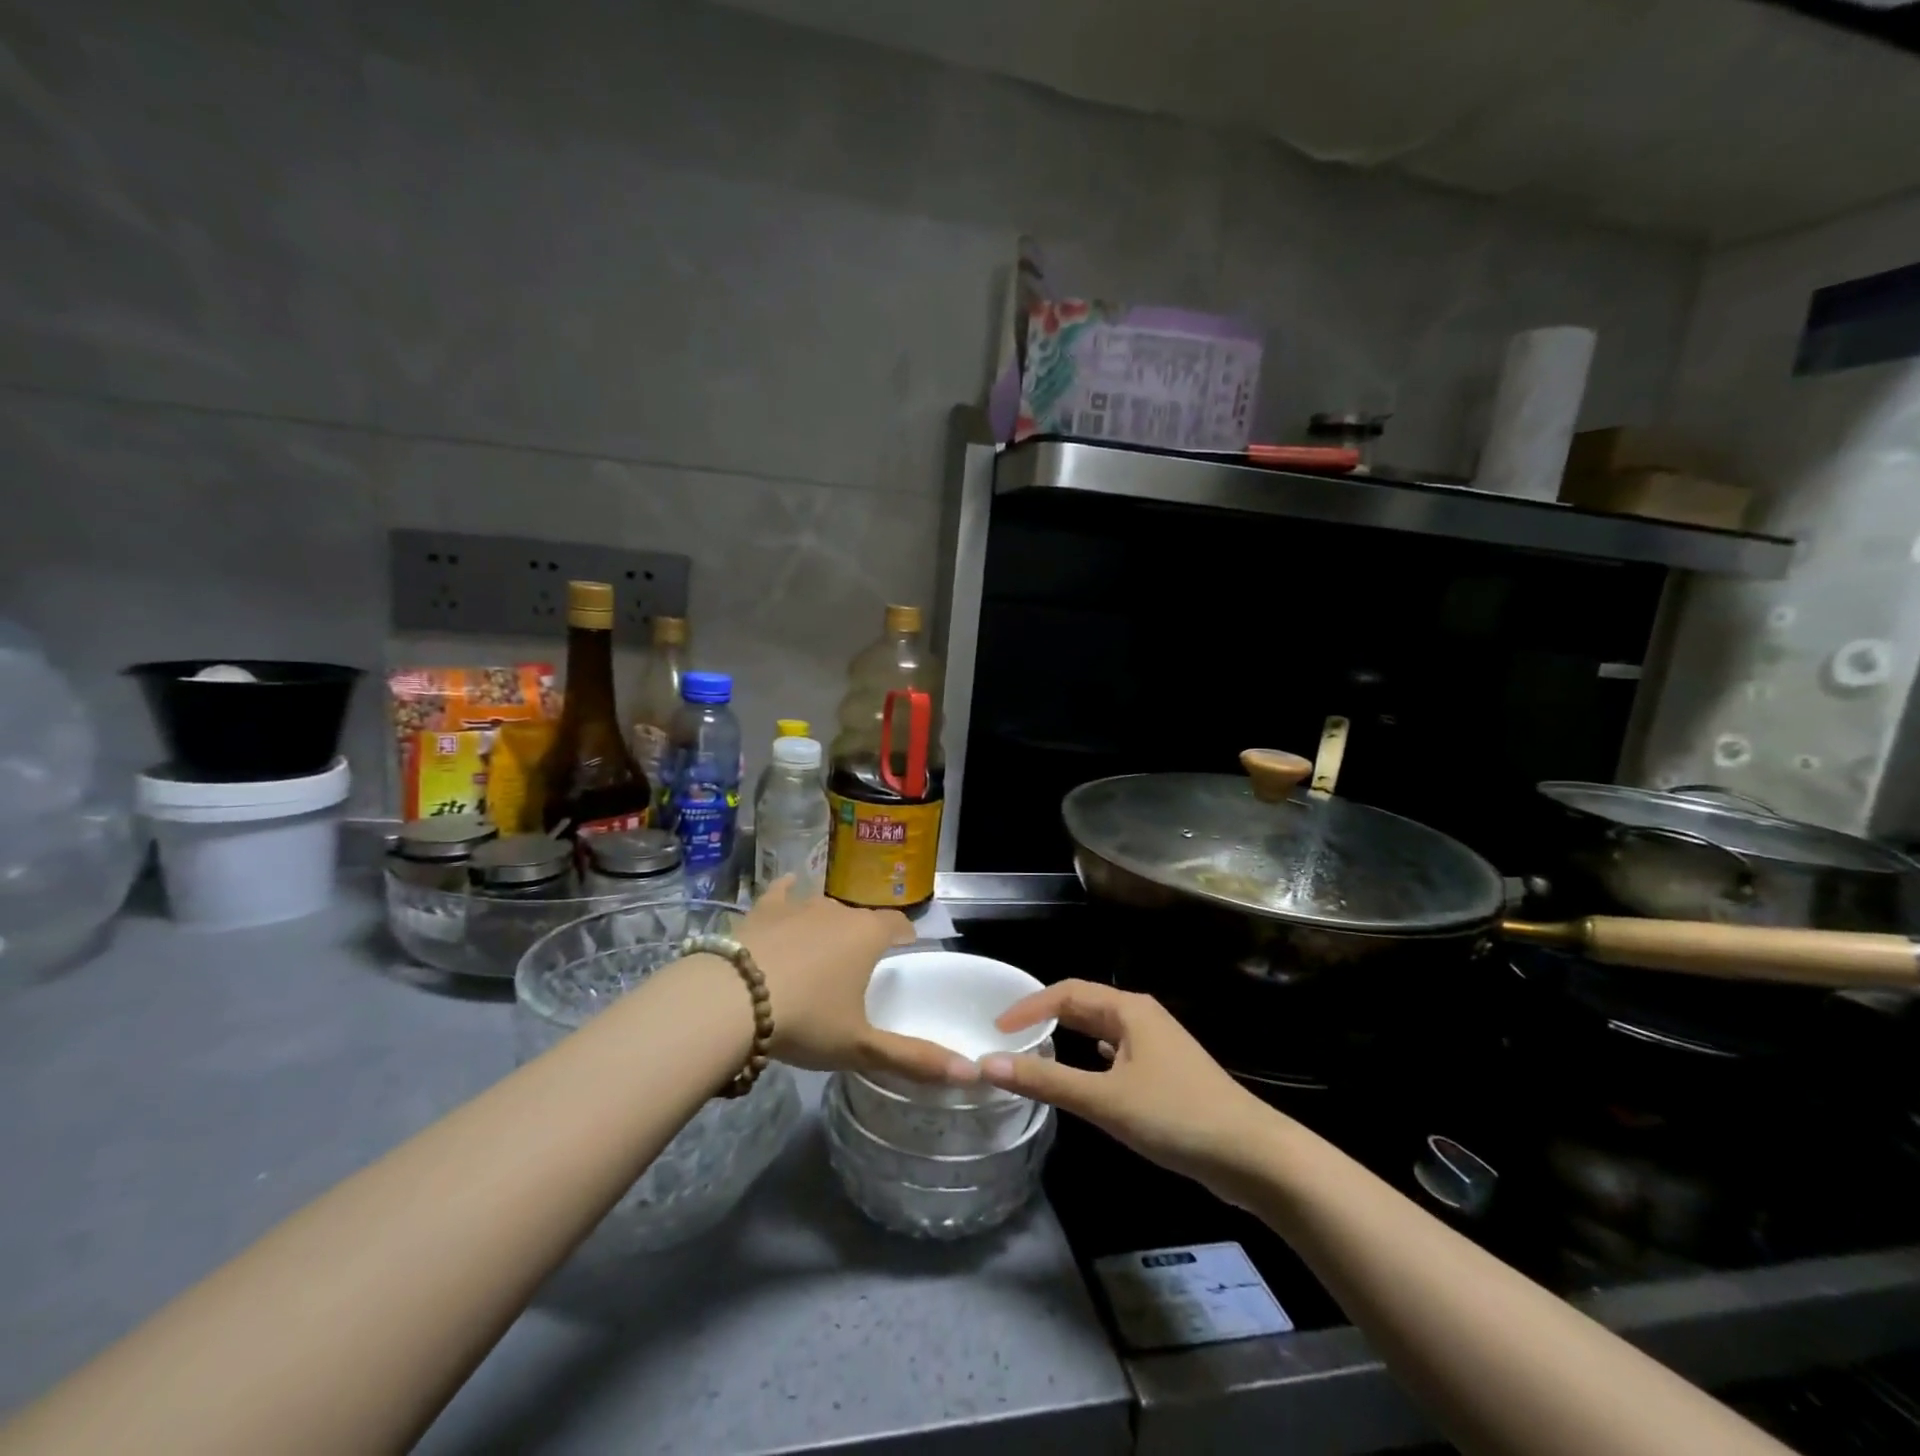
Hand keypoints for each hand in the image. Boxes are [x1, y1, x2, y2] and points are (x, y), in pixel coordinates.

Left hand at [733, 879, 975, 1086]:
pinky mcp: (763, 910)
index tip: (905, 949)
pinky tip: (790, 887)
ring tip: (825, 945)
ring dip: (829, 922)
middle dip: (864, 935)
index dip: (904, 936)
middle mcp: (838, 911)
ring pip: (824, 906)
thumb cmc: (805, 1021)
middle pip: (861, 917)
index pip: (898, 925)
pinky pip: (782, 892)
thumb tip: (972, 1074)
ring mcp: (798, 906)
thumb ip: (914, 1059)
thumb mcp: (860, 1048)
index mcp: (868, 936)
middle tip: (859, 965)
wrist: (729, 1001)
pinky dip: (789, 891)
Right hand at [979, 979, 1274, 1197]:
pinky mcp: (1165, 1071)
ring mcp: (1156, 1043)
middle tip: (1009, 1039)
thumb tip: (989, 1064)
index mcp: (1128, 1008)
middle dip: (1045, 1017)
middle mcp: (1141, 1015)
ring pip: (1100, 1028)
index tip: (996, 1030)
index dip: (1028, 1007)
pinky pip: (1116, 1051)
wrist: (1251, 1155)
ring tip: (1035, 1051)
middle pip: (1083, 1005)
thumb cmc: (1175, 1116)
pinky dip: (1091, 1056)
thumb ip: (1046, 1081)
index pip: (1065, 992)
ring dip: (1067, 1035)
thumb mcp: (1104, 1100)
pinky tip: (1085, 1072)